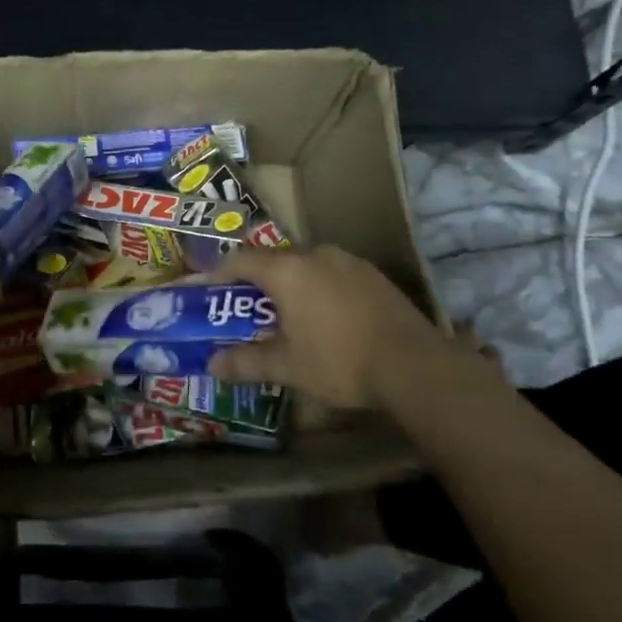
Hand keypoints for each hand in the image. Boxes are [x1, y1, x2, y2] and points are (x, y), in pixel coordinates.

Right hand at [209, 244, 490, 417]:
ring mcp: (348, 262)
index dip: (217, 274)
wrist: (415, 366)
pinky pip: (331, 274)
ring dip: (289, 285)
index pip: (239, 260)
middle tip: (243, 309)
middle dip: (254, 283)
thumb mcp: (287, 366)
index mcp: (287, 270)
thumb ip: (246, 361)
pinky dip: (317, 289)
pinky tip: (323, 317)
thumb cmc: (339, 361)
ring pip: (305, 266)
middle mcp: (315, 254)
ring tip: (283, 315)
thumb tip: (212, 365)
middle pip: (272, 261)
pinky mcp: (373, 275)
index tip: (205, 291)